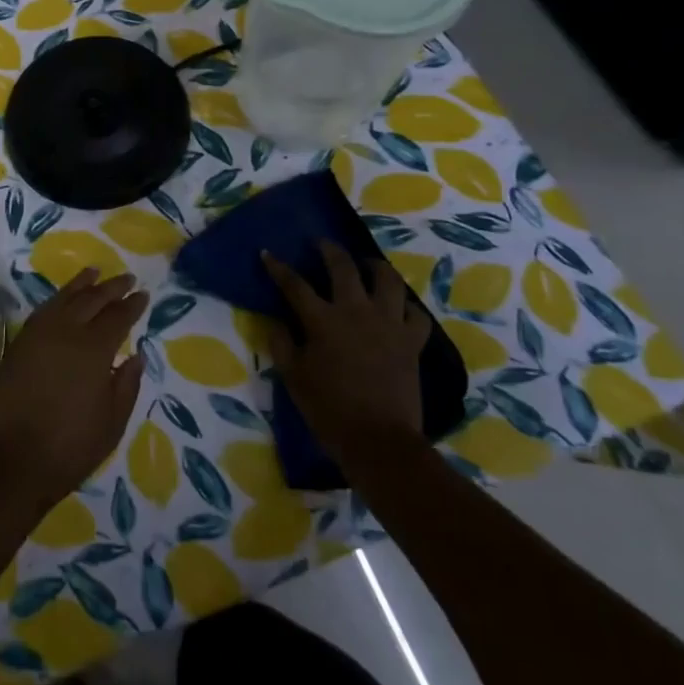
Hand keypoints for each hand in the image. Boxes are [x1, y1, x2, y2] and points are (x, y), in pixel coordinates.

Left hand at [0, 269, 147, 510]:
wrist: (11, 461)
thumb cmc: (69, 448)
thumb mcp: (112, 423)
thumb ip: (126, 385)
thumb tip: (134, 355)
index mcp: (94, 350)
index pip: (118, 318)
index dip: (132, 305)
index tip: (143, 294)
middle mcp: (66, 332)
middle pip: (92, 300)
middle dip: (112, 287)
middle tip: (127, 278)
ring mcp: (38, 335)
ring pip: (64, 298)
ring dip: (82, 284)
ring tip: (95, 271)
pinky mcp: (18, 344)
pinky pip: (43, 310)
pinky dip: (57, 298)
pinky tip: (63, 298)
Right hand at [261, 243, 431, 462]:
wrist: (378, 440)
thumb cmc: (328, 409)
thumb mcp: (293, 377)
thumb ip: (281, 343)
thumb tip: (276, 320)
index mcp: (323, 320)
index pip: (295, 284)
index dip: (278, 268)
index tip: (267, 254)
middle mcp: (356, 311)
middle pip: (343, 268)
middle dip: (330, 250)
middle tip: (323, 243)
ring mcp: (389, 324)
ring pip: (388, 280)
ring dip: (375, 267)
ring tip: (367, 265)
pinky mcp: (412, 341)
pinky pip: (415, 315)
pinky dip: (407, 307)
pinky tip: (399, 308)